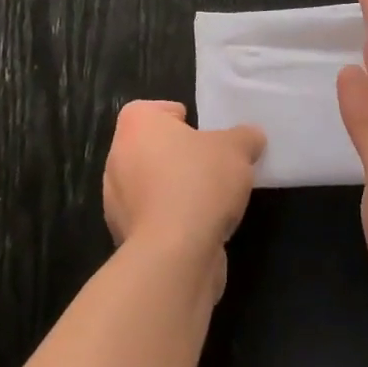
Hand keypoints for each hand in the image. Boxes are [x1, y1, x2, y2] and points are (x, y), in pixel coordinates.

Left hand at [102, 101, 265, 298]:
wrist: (175, 256)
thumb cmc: (199, 183)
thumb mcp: (237, 149)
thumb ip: (245, 137)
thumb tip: (251, 138)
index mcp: (135, 126)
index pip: (150, 109)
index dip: (176, 116)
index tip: (200, 131)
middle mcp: (118, 159)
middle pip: (151, 148)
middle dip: (179, 155)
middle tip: (211, 162)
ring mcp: (116, 203)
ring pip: (150, 185)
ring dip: (175, 189)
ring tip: (211, 198)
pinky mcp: (125, 239)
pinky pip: (153, 218)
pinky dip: (172, 220)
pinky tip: (200, 227)